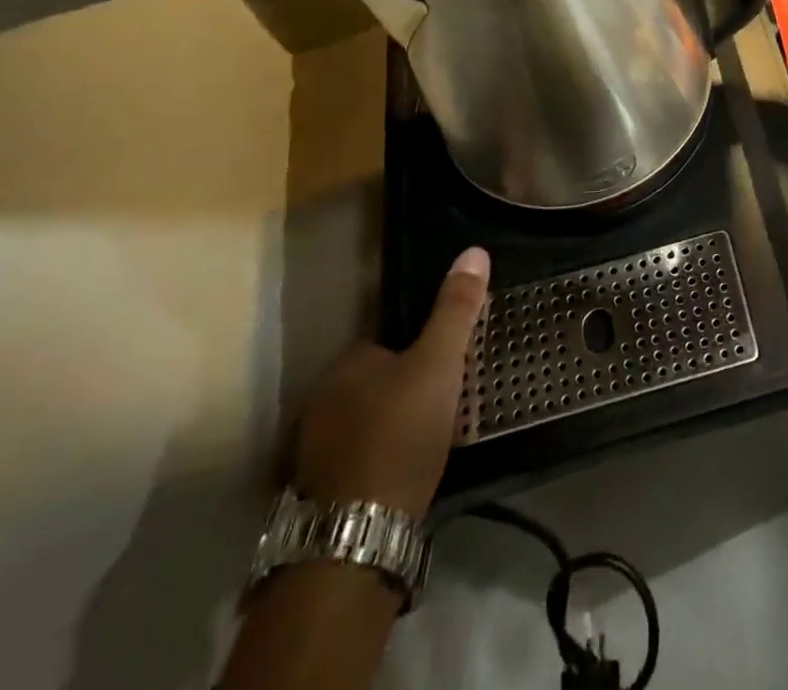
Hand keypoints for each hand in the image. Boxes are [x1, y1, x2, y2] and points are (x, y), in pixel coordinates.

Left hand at [292, 247, 489, 516]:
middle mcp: (320, 403)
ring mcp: (313, 454)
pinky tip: (407, 474)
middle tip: (448, 403)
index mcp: (345, 366)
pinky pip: (359, 462)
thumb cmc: (401, 433)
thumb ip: (455, 310)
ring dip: (394, 428)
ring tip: (433, 440)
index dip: (420, 350)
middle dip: (407, 390)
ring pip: (366, 424)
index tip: (448, 365)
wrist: (358, 536)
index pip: (386, 342)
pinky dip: (381, 462)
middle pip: (375, 383)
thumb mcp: (440, 363)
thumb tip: (474, 251)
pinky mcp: (318, 497)